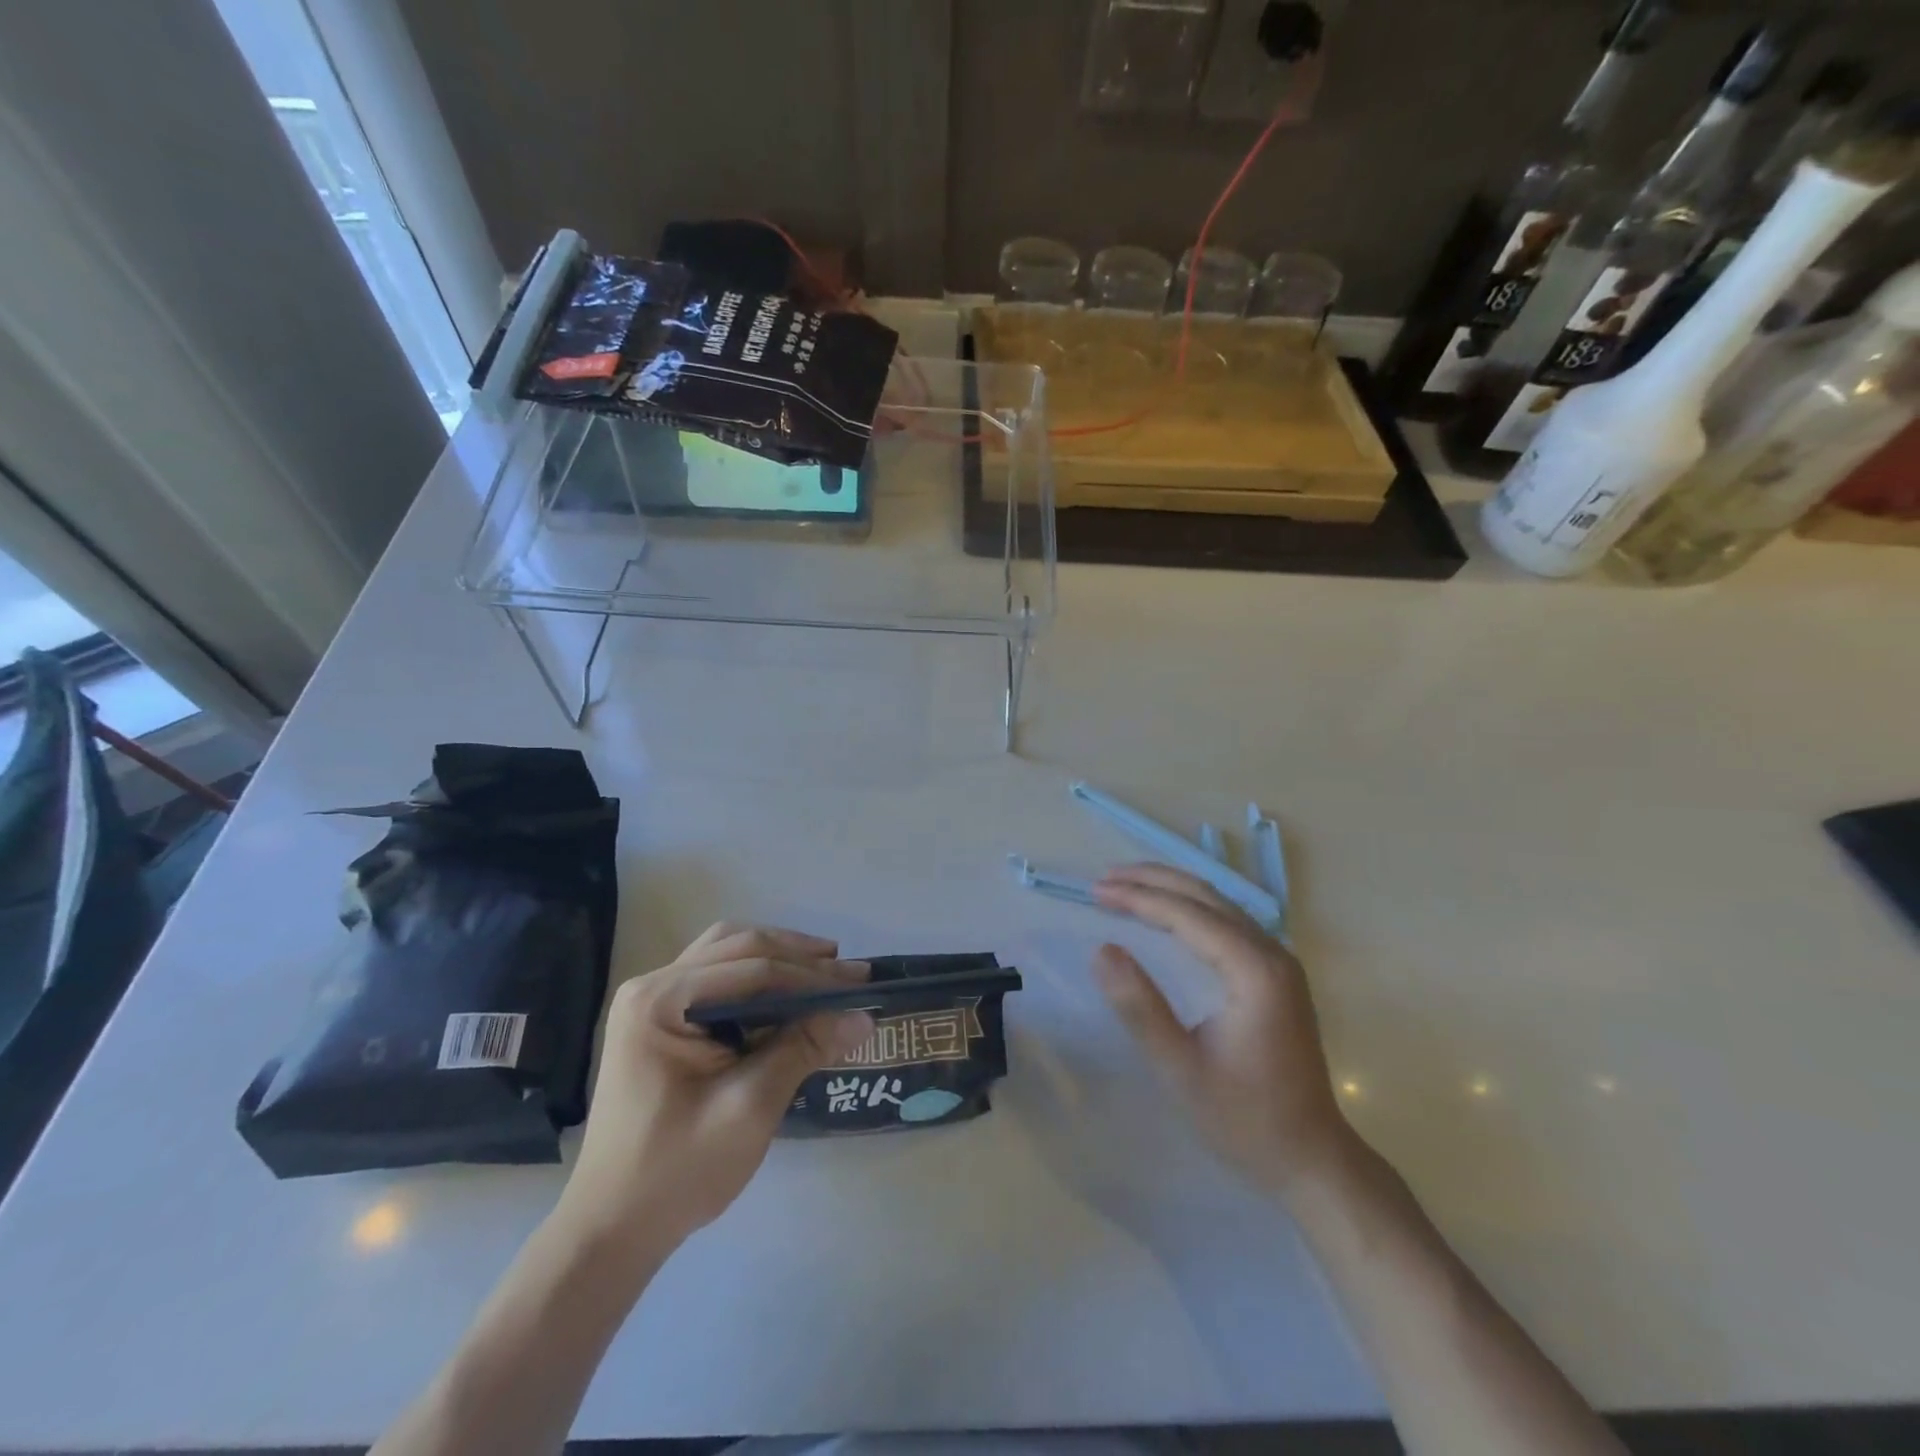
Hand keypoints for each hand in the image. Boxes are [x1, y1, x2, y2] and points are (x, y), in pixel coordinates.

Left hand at [553, 923, 872, 1262]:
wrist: (612, 1230)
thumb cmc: (676, 1172)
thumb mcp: (749, 1108)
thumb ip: (803, 1050)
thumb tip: (864, 1017)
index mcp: (660, 1001)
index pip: (751, 968)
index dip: (811, 975)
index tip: (861, 984)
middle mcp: (652, 986)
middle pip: (737, 948)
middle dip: (798, 956)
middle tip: (850, 972)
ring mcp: (652, 1002)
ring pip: (727, 955)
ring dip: (778, 958)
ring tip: (825, 969)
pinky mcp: (660, 1021)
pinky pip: (717, 979)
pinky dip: (757, 977)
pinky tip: (786, 993)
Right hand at [1092, 865, 1352, 1200]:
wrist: (1311, 1159)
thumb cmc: (1244, 1119)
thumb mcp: (1180, 1070)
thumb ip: (1140, 1007)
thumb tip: (1101, 950)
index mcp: (1255, 971)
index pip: (1189, 915)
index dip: (1139, 898)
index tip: (1096, 892)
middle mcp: (1272, 954)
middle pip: (1206, 896)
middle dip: (1152, 881)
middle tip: (1104, 879)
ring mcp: (1279, 962)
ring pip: (1219, 904)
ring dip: (1170, 889)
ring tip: (1126, 886)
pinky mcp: (1276, 975)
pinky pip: (1227, 922)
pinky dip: (1189, 908)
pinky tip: (1164, 915)